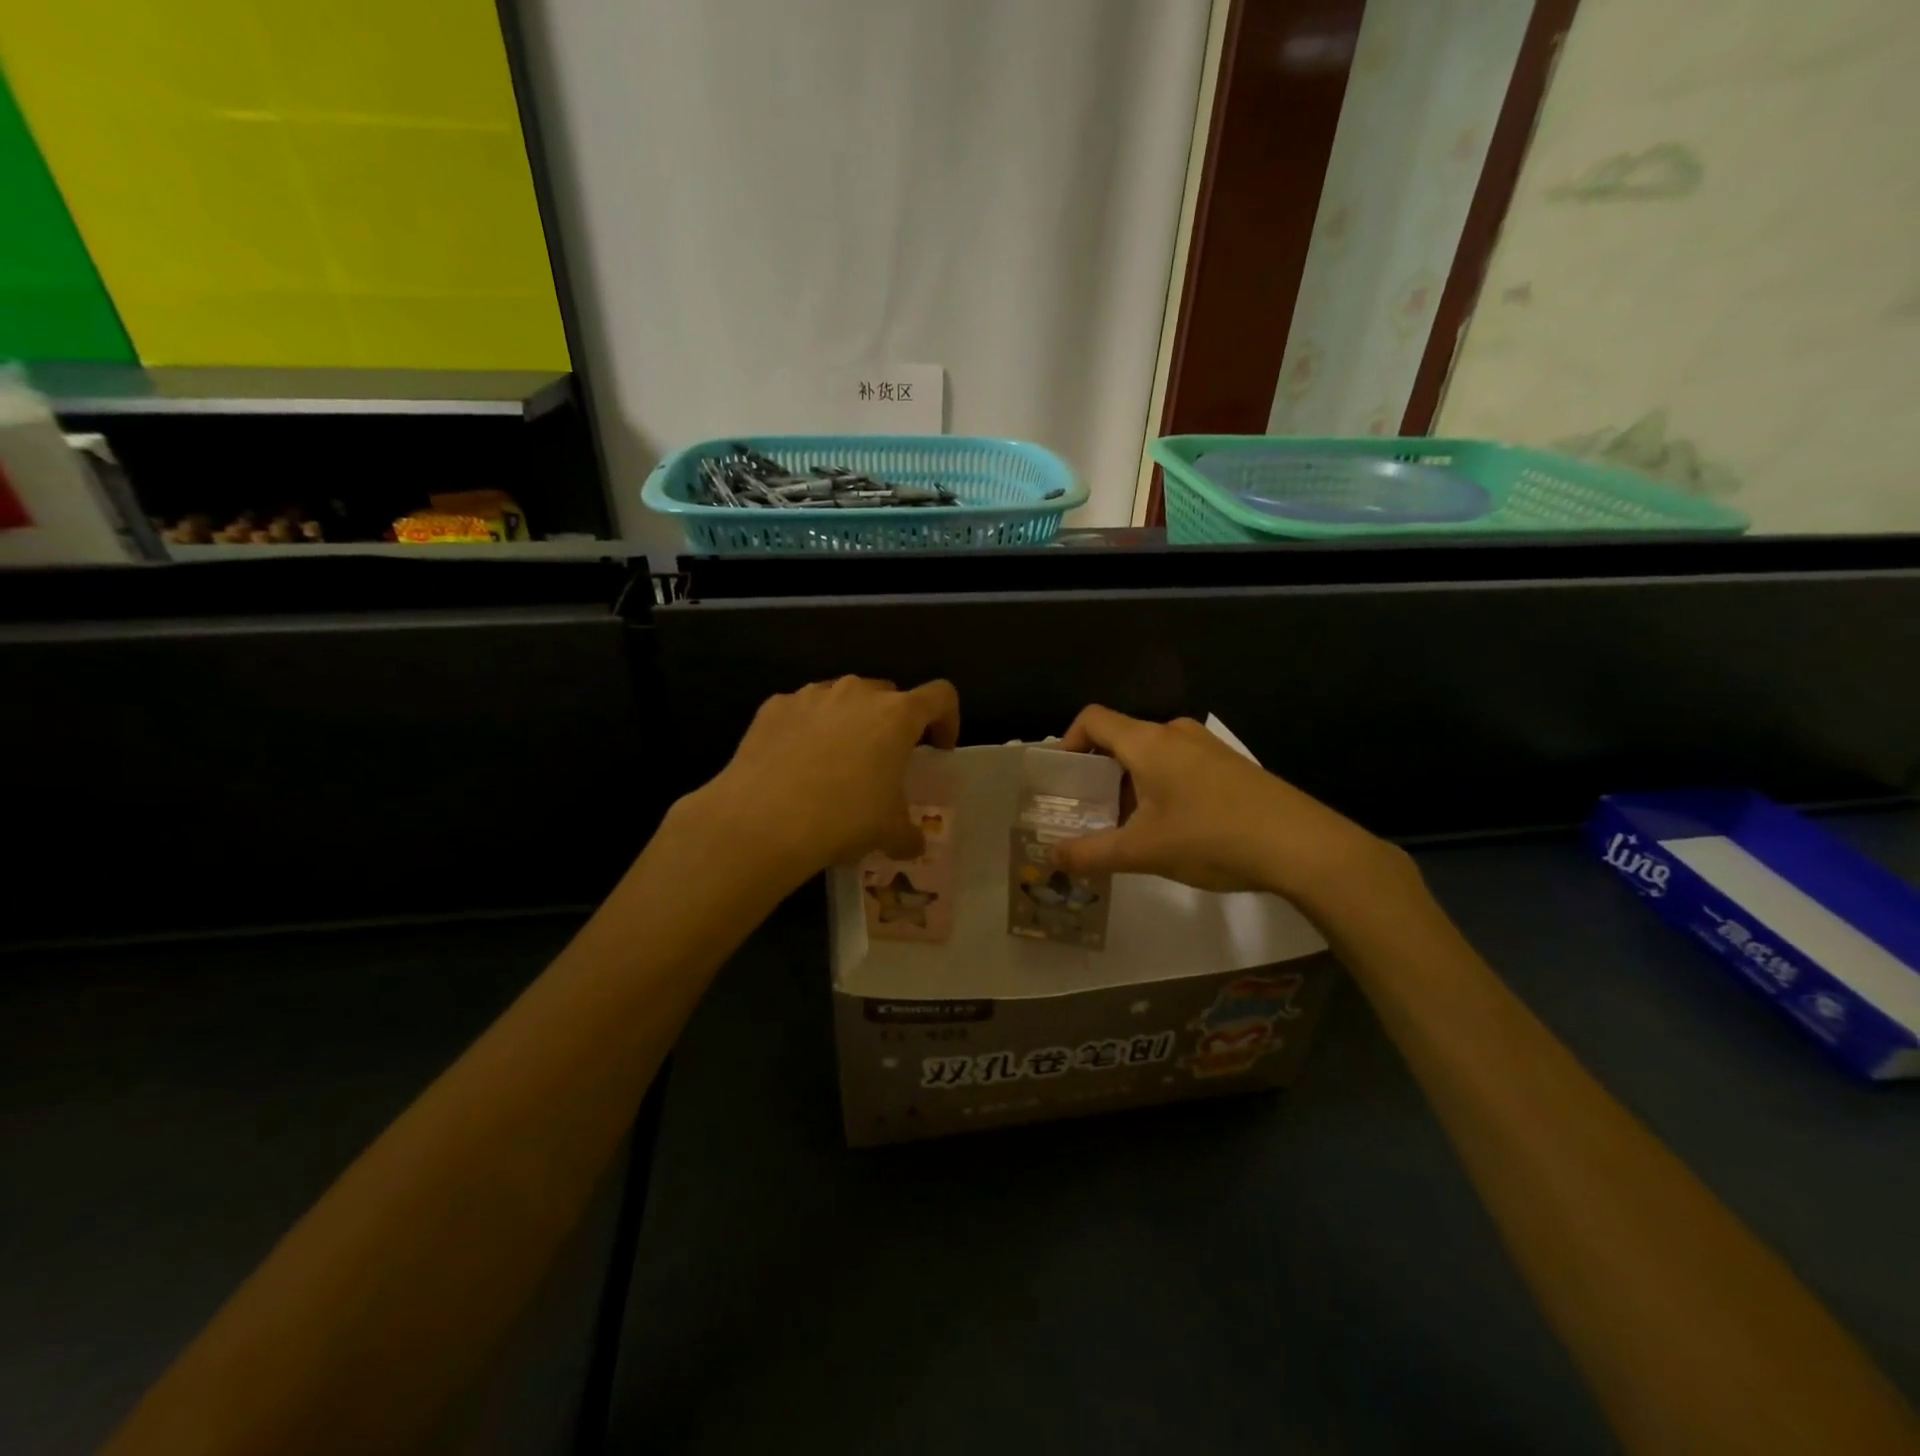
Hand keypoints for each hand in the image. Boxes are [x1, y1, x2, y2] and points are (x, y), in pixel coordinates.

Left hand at [684, 676, 960, 885]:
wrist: (762, 821)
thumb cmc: (843, 819)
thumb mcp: (889, 833)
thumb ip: (909, 833)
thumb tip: (913, 843)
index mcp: (897, 715)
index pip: (940, 697)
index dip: (947, 719)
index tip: (938, 748)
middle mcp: (857, 693)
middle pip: (888, 695)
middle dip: (892, 723)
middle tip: (883, 762)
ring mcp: (812, 695)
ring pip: (843, 700)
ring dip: (849, 724)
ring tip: (836, 764)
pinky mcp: (774, 707)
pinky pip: (802, 712)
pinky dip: (807, 731)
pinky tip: (795, 765)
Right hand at [1049, 706, 1397, 905]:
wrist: (1301, 846)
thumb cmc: (1211, 837)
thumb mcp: (1142, 851)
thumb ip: (1090, 853)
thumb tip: (1050, 858)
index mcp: (1147, 742)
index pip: (1092, 719)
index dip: (1068, 742)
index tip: (1064, 781)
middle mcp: (1174, 733)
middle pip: (1121, 739)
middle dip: (1099, 774)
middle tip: (1089, 813)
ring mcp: (1207, 747)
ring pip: (1151, 756)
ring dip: (1130, 785)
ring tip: (1129, 829)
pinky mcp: (1230, 765)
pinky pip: (1179, 766)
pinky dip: (1160, 788)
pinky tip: (1172, 829)